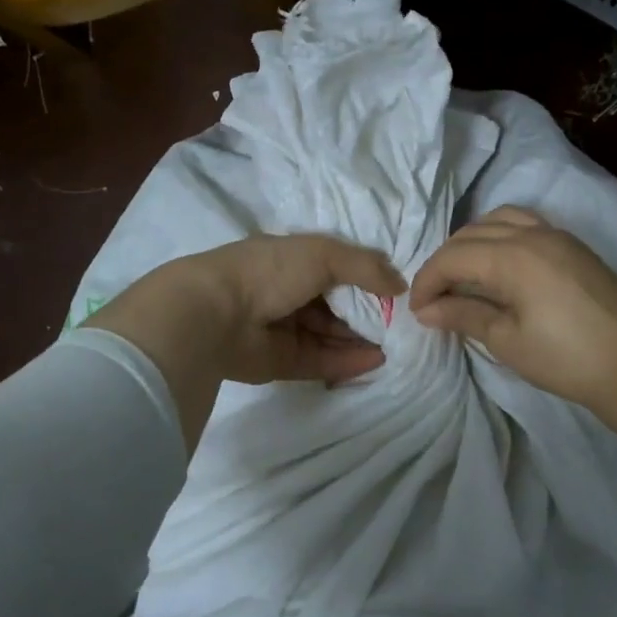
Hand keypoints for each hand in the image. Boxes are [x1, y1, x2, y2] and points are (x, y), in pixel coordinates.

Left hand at [85, 235, 404, 448]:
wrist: (214, 314)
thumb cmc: (269, 271)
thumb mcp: (323, 254)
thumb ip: (365, 266)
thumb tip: (400, 284)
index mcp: (291, 260)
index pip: (335, 267)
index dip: (364, 276)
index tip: (394, 289)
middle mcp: (288, 293)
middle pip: (335, 304)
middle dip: (367, 311)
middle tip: (401, 322)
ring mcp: (284, 329)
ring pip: (330, 334)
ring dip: (361, 338)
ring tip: (397, 343)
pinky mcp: (283, 362)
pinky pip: (322, 361)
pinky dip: (348, 360)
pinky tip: (376, 359)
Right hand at [408, 207, 616, 408]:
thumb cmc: (564, 358)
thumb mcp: (506, 340)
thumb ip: (464, 315)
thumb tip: (426, 310)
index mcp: (513, 256)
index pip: (454, 256)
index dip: (428, 280)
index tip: (417, 310)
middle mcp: (533, 234)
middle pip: (472, 234)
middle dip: (446, 262)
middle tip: (435, 298)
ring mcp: (558, 235)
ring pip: (499, 220)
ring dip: (473, 242)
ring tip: (464, 275)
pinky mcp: (574, 246)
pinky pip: (526, 224)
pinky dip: (501, 237)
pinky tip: (500, 267)